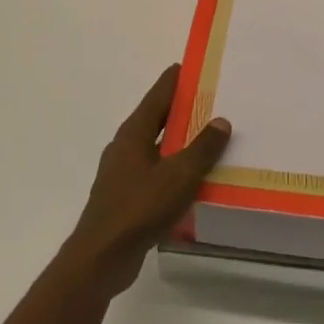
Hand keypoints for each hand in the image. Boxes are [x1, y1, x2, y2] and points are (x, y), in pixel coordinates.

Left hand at [62, 64, 231, 297]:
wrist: (101, 257)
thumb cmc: (139, 208)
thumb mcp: (179, 175)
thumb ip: (202, 148)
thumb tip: (221, 120)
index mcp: (133, 133)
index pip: (157, 96)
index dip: (173, 81)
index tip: (189, 66)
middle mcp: (125, 147)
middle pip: (155, 120)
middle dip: (179, 109)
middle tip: (207, 99)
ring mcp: (122, 174)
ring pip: (155, 148)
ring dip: (178, 141)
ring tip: (206, 137)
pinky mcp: (126, 198)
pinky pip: (155, 173)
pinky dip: (173, 168)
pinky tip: (191, 179)